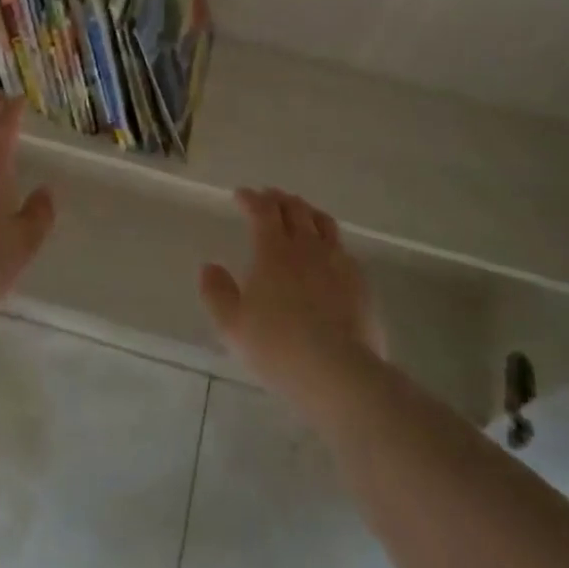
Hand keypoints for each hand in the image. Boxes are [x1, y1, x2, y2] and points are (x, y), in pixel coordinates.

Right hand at [199, 187, 386, 400]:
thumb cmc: (277, 347)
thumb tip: (209, 266)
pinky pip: (343, 248)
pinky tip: (327, 251)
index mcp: (273, 251)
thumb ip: (216, 292)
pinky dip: (329, 239)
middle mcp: (306, 247)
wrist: (339, 373)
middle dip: (278, 198)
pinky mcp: (360, 282)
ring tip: (299, 212)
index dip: (251, 199)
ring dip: (306, 211)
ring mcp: (337, 262)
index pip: (262, 211)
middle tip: (268, 197)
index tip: (241, 195)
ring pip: (323, 223)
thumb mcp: (232, 325)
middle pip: (294, 209)